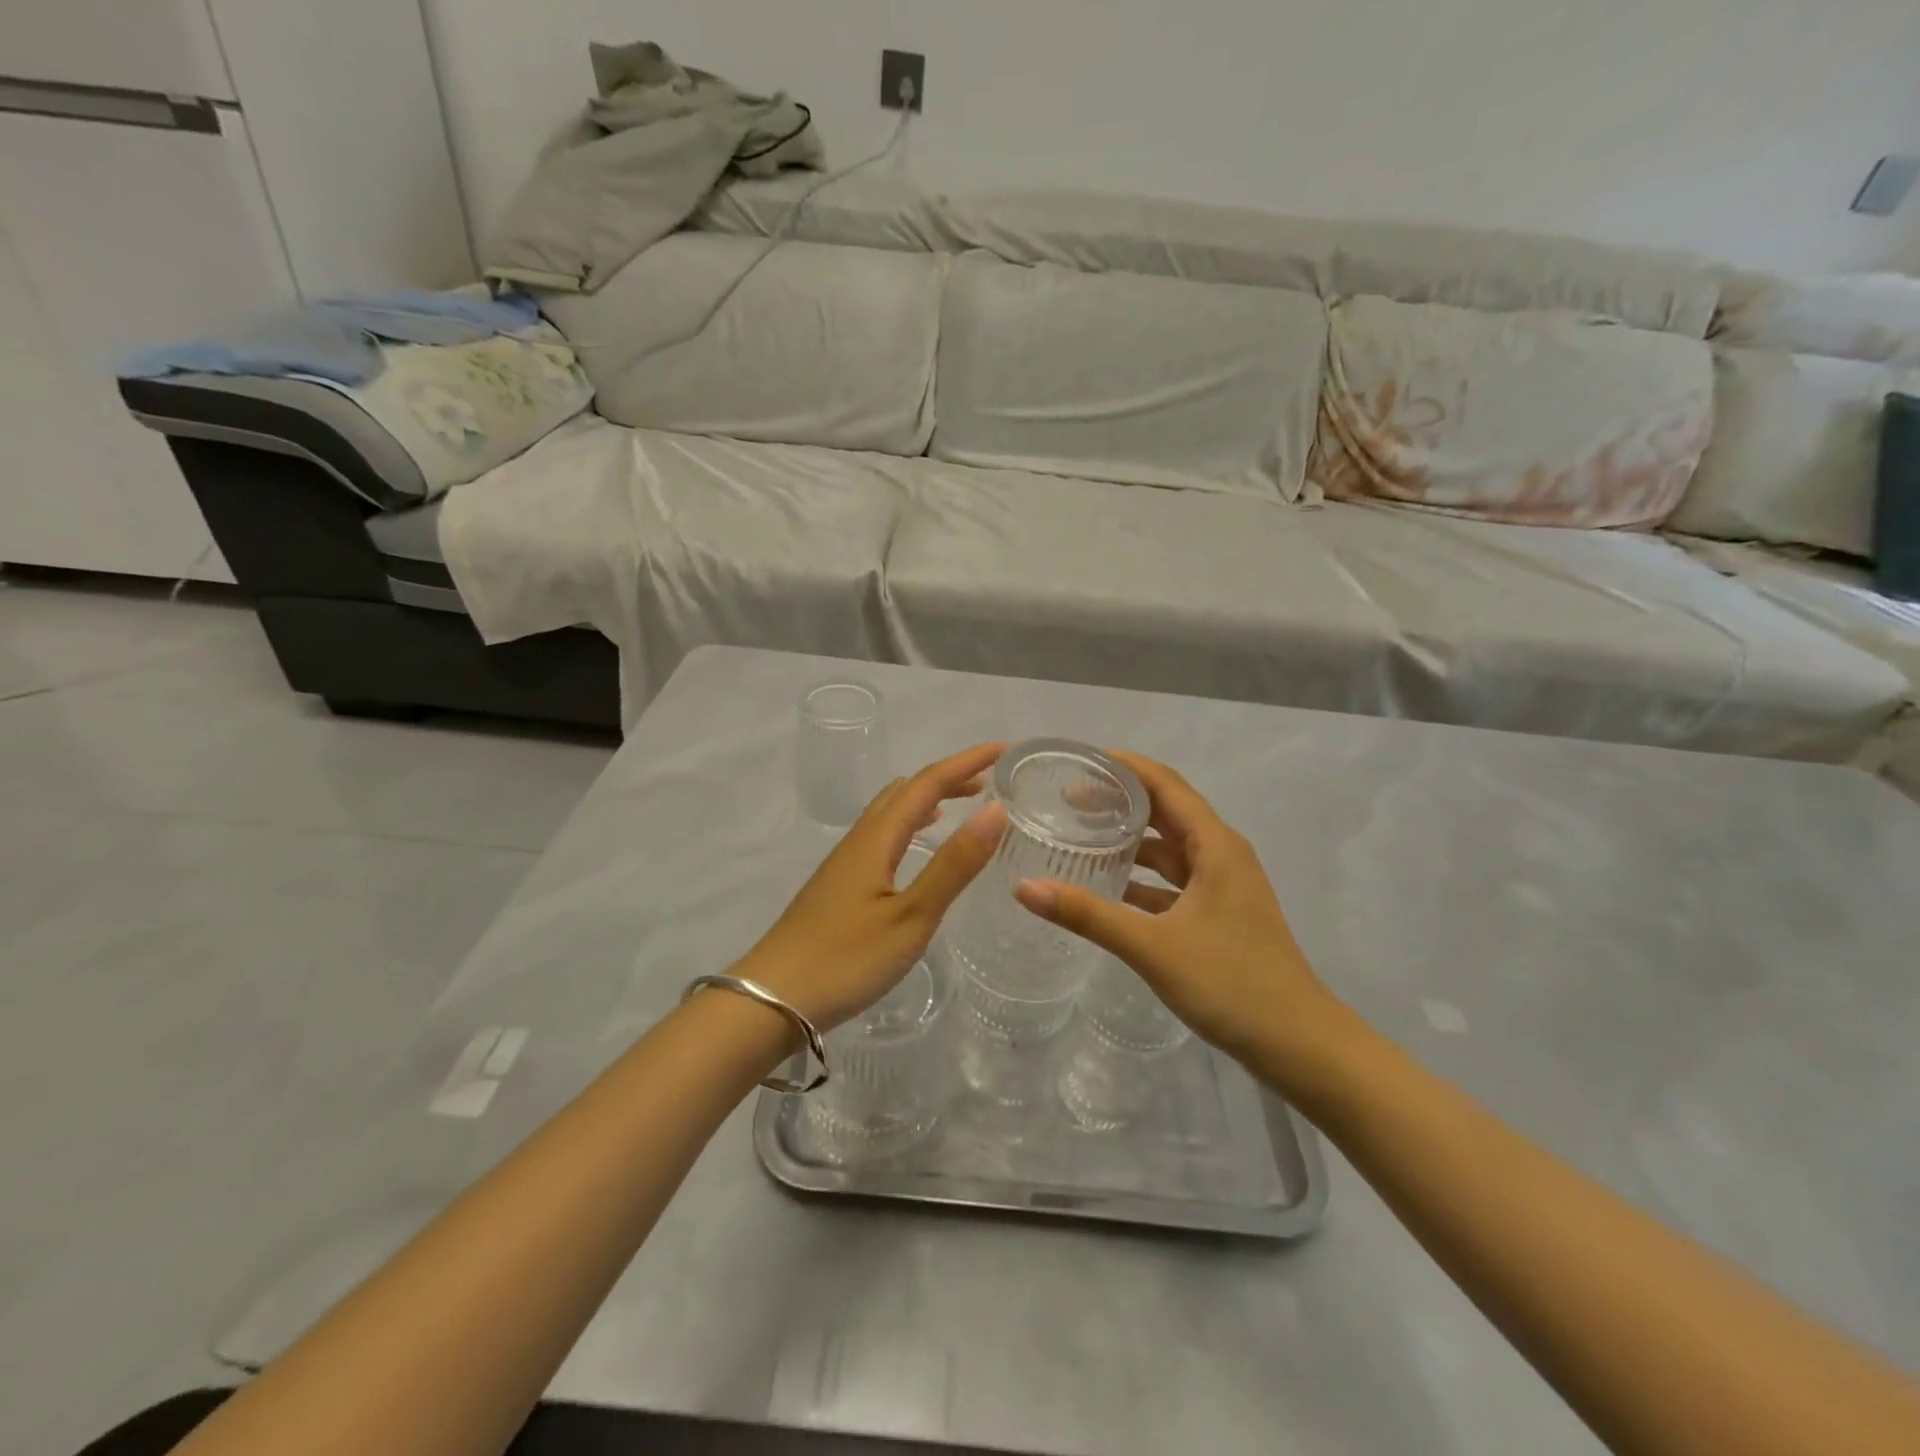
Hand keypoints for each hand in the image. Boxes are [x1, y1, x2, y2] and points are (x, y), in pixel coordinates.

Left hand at [738, 743, 1007, 1032]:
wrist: (771, 1000)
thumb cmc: (846, 959)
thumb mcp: (912, 916)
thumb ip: (953, 865)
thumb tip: (995, 809)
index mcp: (877, 838)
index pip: (928, 783)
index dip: (966, 762)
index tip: (1004, 750)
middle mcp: (859, 840)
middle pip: (906, 790)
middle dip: (949, 777)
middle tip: (989, 780)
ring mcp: (845, 862)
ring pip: (891, 812)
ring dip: (929, 799)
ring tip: (962, 804)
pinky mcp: (839, 886)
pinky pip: (882, 835)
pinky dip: (911, 825)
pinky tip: (917, 848)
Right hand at [1014, 751, 1352, 1083]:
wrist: (1298, 1044)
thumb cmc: (1232, 983)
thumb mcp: (1152, 946)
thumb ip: (1088, 915)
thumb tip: (1024, 888)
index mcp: (1215, 845)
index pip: (1165, 784)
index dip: (1124, 766)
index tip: (1079, 761)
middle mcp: (1221, 854)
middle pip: (1166, 811)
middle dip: (1121, 800)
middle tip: (1067, 797)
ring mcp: (1222, 886)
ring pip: (1169, 848)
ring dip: (1130, 839)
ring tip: (1080, 835)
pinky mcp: (1218, 914)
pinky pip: (1173, 881)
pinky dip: (1142, 877)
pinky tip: (1108, 887)